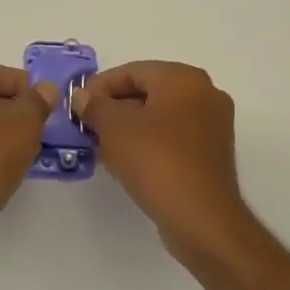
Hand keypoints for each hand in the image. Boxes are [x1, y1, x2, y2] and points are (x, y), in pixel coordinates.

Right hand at [76, 61, 254, 259]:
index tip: (77, 106)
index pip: (132, 71)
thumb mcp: (114, 129)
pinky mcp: (212, 152)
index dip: (99, 86)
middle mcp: (205, 93)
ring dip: (128, 127)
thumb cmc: (156, 161)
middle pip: (147, 91)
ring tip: (100, 145)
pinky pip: (172, 136)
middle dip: (113, 107)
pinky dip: (148, 142)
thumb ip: (94, 106)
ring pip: (159, 115)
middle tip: (86, 126)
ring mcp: (213, 124)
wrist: (201, 218)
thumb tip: (83, 96)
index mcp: (184, 78)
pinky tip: (125, 161)